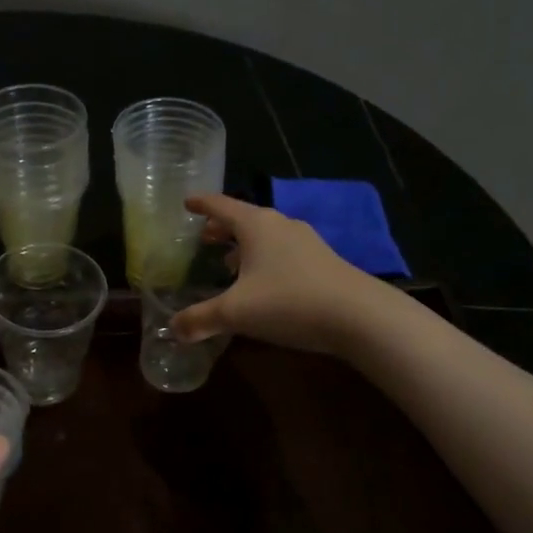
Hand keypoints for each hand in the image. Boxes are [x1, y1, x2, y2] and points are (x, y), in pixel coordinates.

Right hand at [171, 194, 377, 355]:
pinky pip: (283, 252)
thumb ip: (200, 319)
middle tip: (204, 237)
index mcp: (255, 225)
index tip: (186, 202)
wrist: (359, 316)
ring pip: (266, 237)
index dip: (201, 204)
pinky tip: (263, 283)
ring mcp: (306, 242)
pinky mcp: (323, 262)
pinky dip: (265, 260)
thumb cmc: (288, 302)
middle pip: (244, 220)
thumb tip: (173, 329)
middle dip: (222, 228)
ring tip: (228, 263)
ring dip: (245, 246)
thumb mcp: (235, 313)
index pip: (221, 205)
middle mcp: (280, 225)